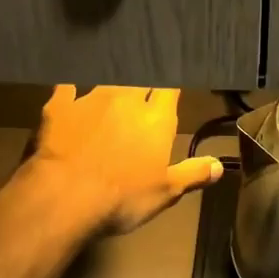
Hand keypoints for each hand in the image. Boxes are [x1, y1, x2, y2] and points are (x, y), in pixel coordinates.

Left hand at [20, 86, 222, 237]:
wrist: (65, 196)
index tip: (171, 85)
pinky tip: (68, 88)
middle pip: (139, 79)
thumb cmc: (122, 197)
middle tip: (142, 87)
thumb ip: (193, 174)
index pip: (169, 89)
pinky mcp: (59, 107)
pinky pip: (66, 88)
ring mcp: (90, 100)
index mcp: (155, 119)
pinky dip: (70, 89)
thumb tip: (219, 165)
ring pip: (106, 80)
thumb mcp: (166, 192)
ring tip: (112, 83)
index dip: (170, 85)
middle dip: (142, 82)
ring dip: (111, 83)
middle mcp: (125, 100)